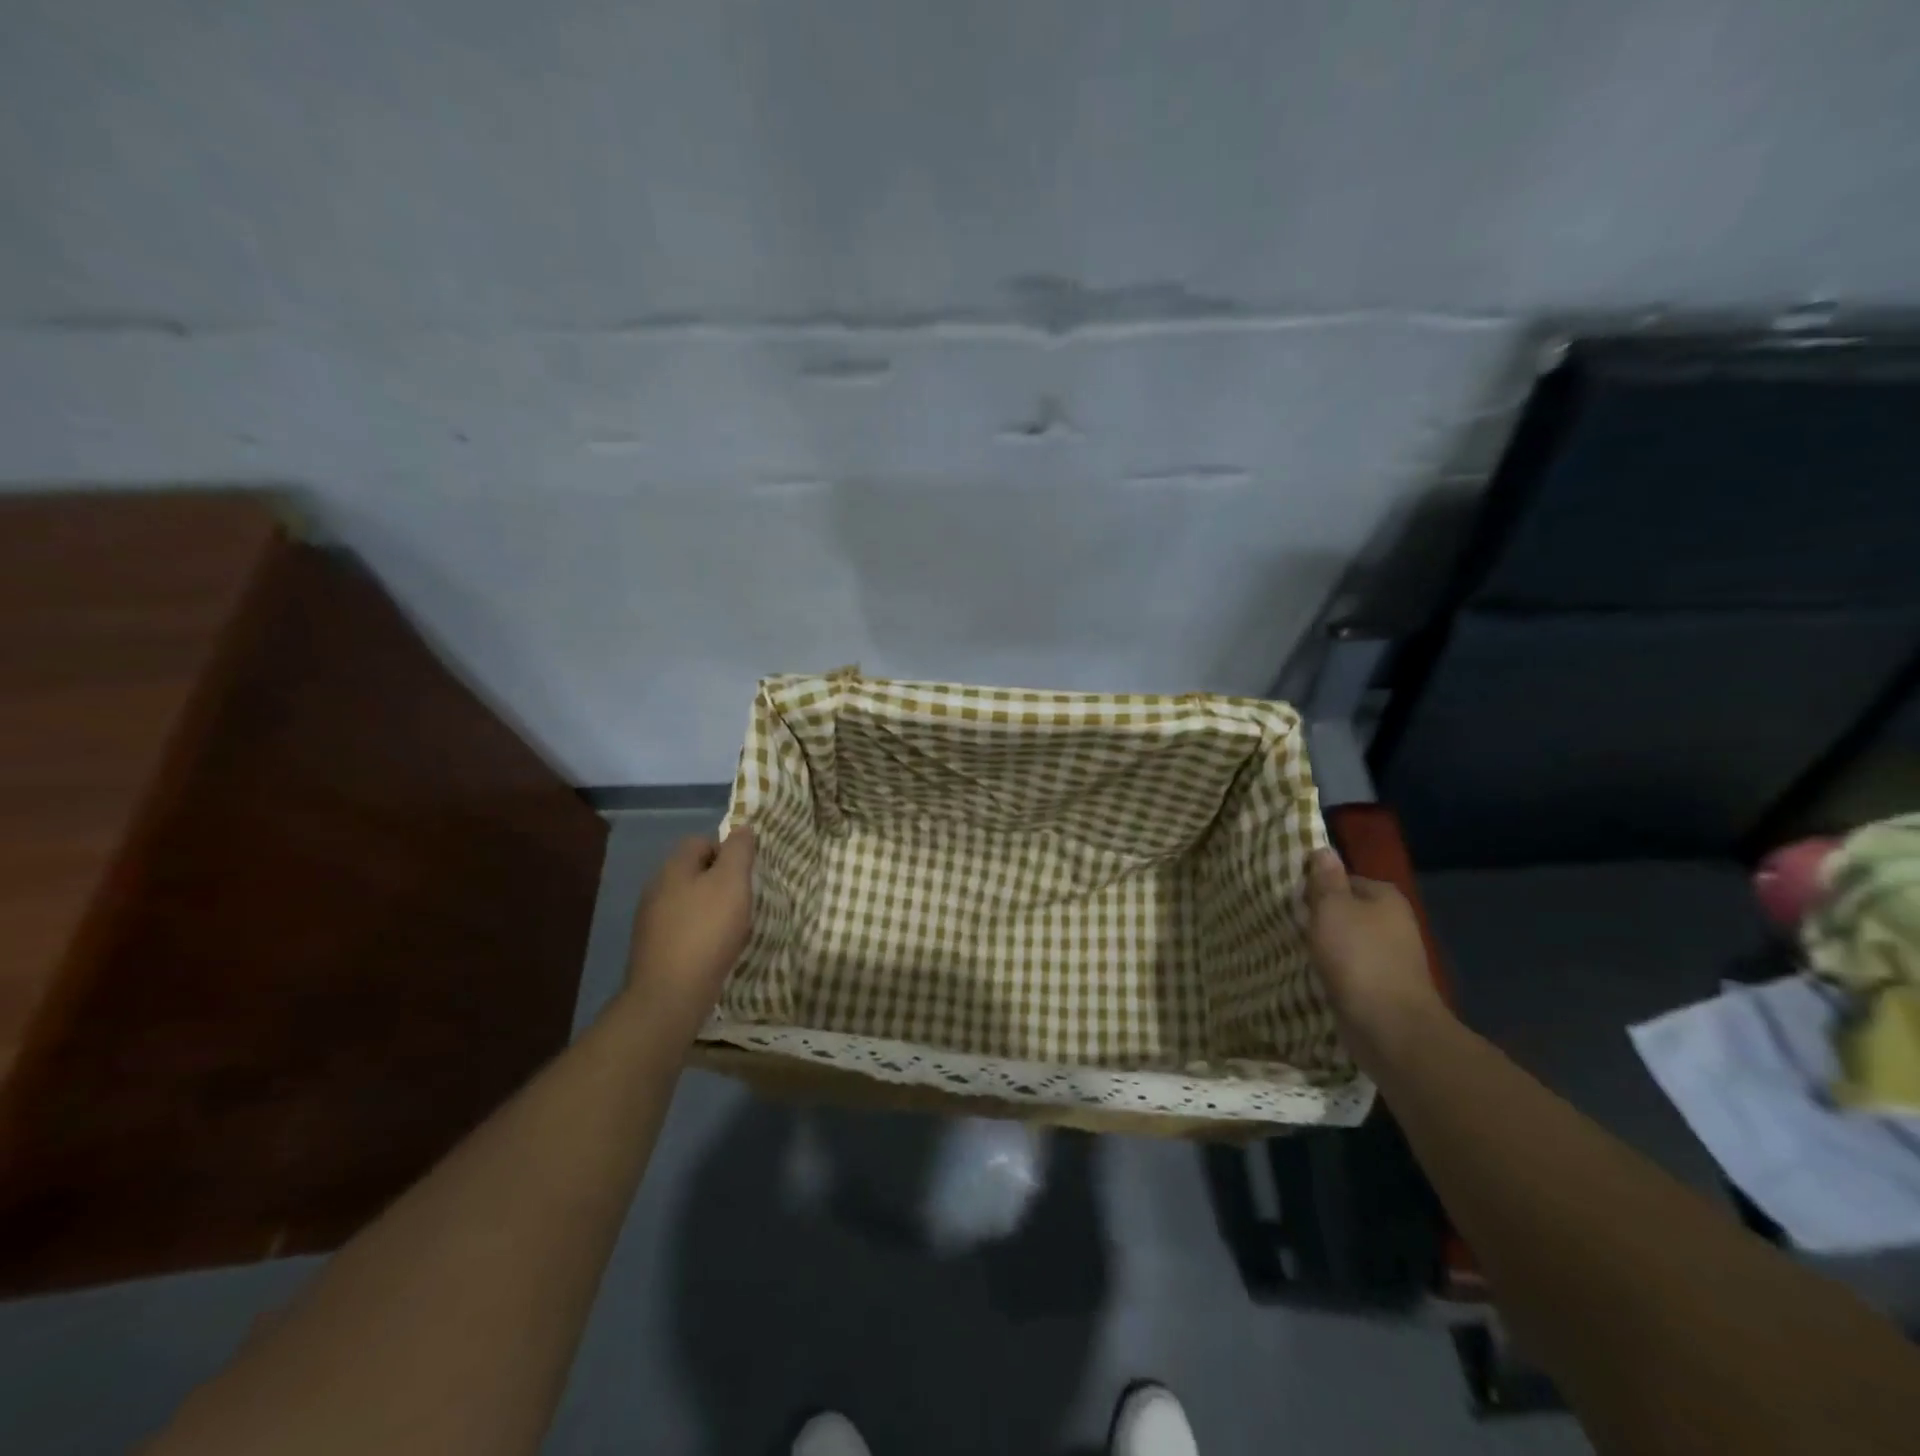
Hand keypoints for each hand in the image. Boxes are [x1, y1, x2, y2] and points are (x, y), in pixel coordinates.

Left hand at [623, 827, 755, 1041]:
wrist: (670, 994)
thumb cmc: (707, 931)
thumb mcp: (732, 882)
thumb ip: (739, 851)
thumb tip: (742, 829)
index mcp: (674, 867)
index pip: (701, 841)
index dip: (727, 851)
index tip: (747, 874)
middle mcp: (656, 888)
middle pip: (694, 871)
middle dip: (721, 881)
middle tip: (744, 900)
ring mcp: (651, 920)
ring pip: (689, 900)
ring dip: (711, 908)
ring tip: (733, 927)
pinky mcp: (653, 948)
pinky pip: (683, 927)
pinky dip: (701, 932)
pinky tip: (714, 949)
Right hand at [1306, 848, 1445, 1060]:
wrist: (1389, 1026)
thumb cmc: (1358, 957)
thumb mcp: (1332, 908)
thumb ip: (1325, 879)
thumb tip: (1323, 850)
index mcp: (1386, 897)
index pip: (1344, 879)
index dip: (1317, 887)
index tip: (1292, 899)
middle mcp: (1394, 922)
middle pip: (1347, 909)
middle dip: (1320, 917)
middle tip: (1289, 923)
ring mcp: (1392, 956)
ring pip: (1348, 940)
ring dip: (1326, 945)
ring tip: (1296, 948)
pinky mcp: (1384, 986)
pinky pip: (1351, 967)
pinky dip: (1335, 969)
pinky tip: (1315, 974)